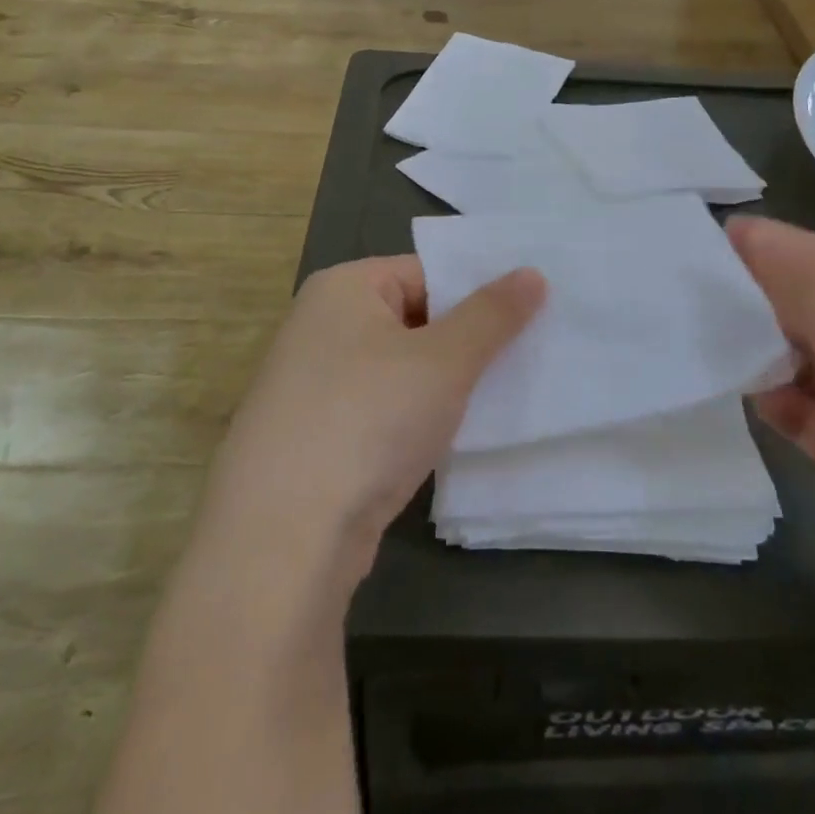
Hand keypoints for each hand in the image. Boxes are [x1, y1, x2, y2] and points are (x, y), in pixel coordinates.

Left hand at [194, 256, 545, 597]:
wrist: (283, 541)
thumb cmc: (369, 421)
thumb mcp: (445, 360)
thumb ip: (492, 314)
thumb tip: (531, 273)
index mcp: (342, 288)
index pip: (426, 271)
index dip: (476, 292)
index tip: (529, 316)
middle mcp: (319, 326)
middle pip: (413, 318)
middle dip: (465, 342)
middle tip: (525, 357)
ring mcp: (311, 385)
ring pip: (399, 369)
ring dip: (443, 385)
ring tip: (500, 398)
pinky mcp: (314, 438)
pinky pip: (380, 410)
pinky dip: (414, 419)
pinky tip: (451, 439)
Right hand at [731, 218, 814, 643]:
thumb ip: (808, 291)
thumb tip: (756, 234)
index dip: (782, 246)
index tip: (720, 234)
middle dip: (770, 299)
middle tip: (705, 287)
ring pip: (811, 360)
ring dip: (771, 352)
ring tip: (716, 339)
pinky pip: (808, 410)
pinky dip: (781, 401)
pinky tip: (753, 397)